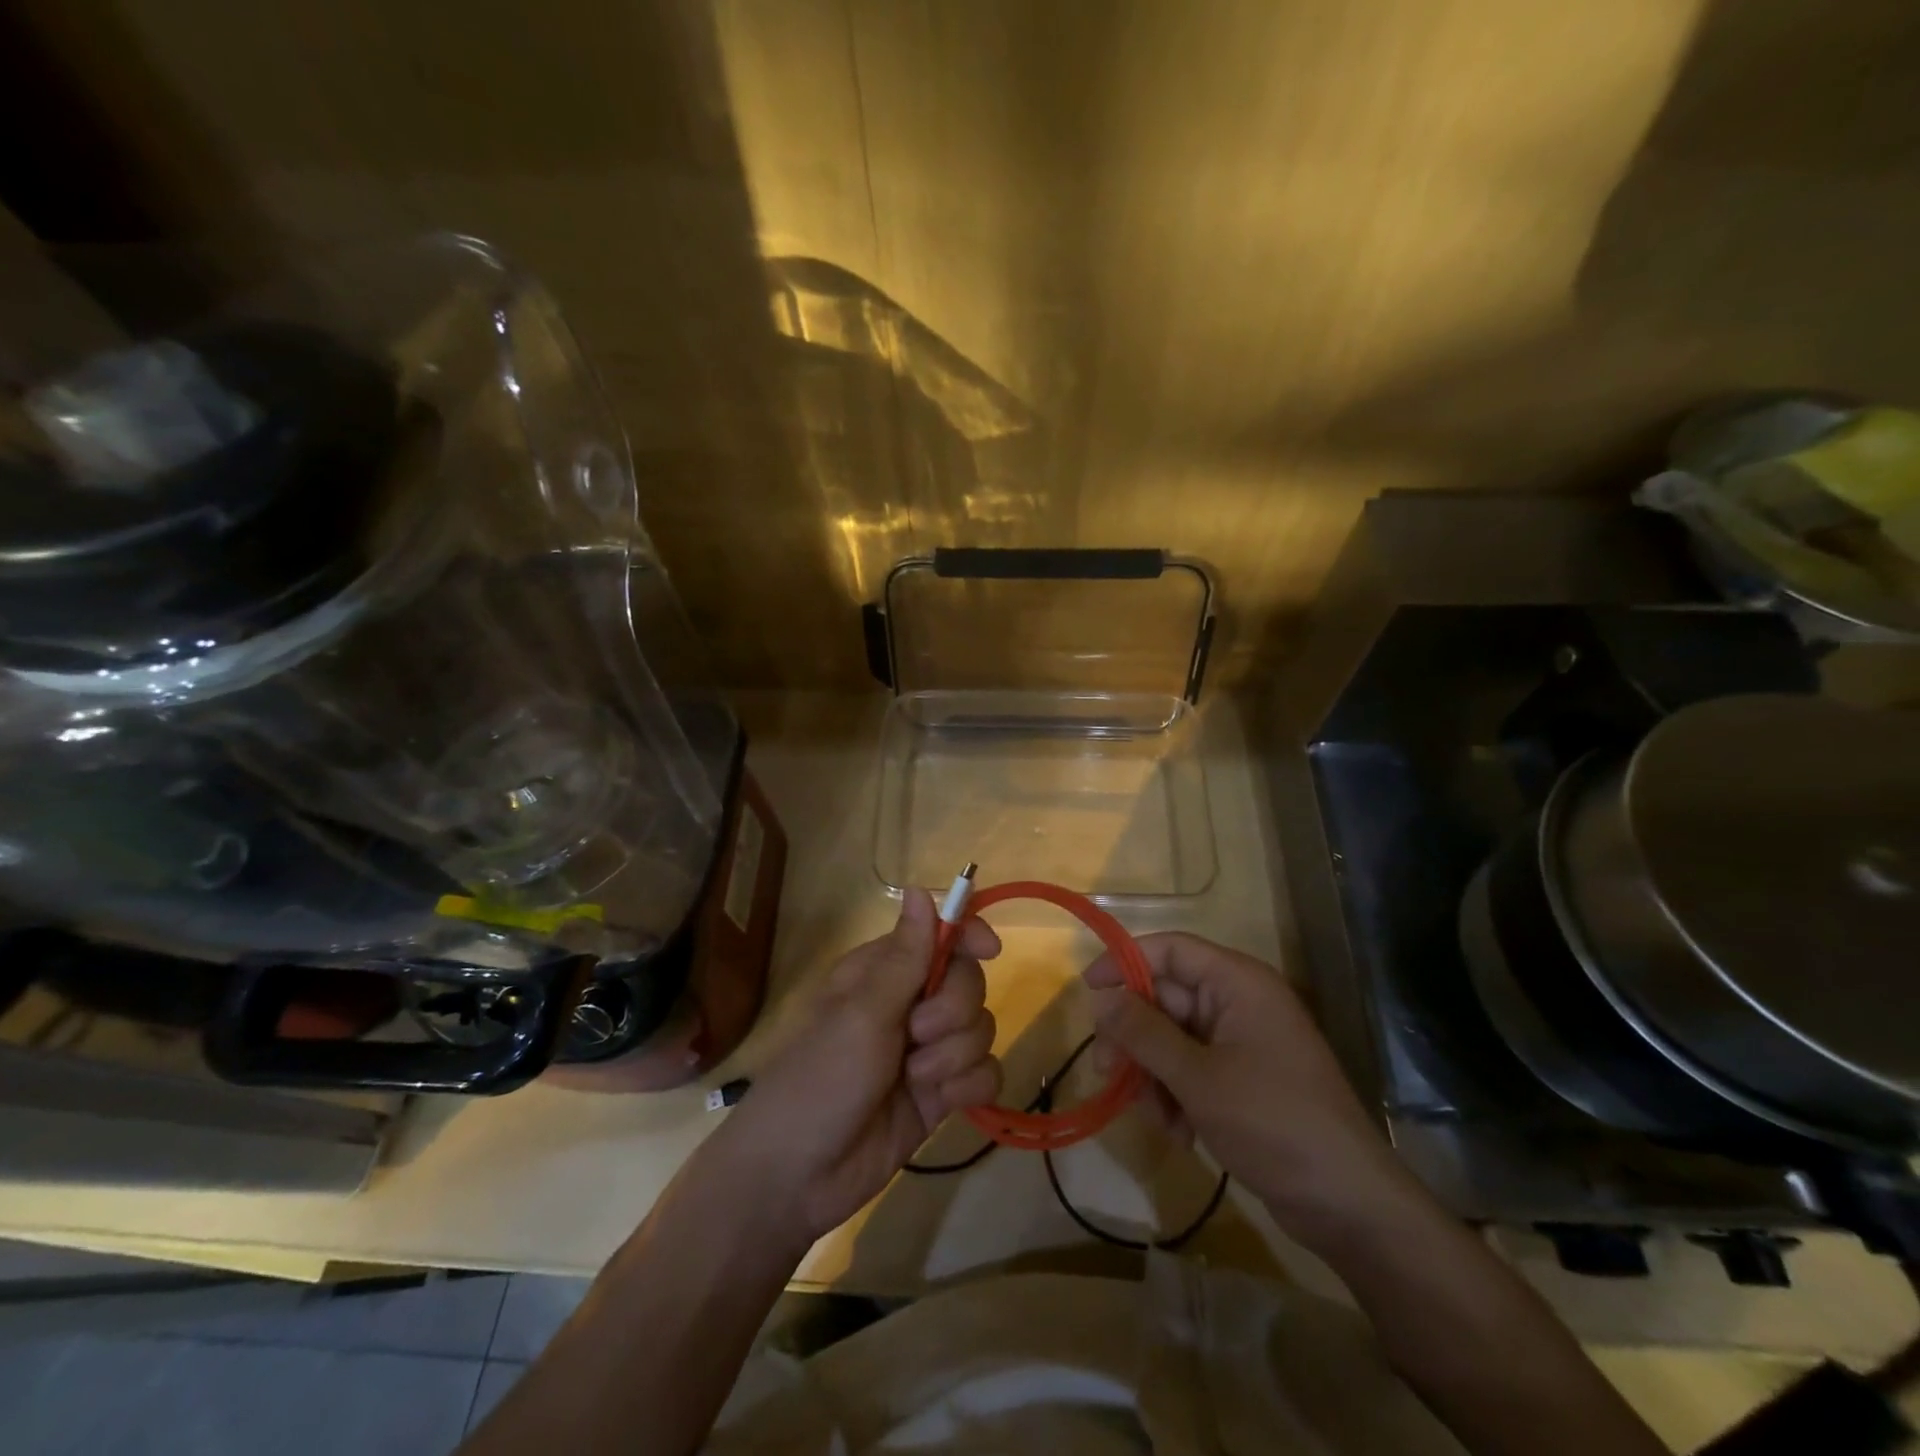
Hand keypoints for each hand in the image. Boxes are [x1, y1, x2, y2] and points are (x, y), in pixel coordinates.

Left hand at [713, 890, 1002, 1239]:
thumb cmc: (819, 1079)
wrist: (797, 1177)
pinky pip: (984, 1072)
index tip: (989, 950)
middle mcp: (908, 1004)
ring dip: (955, 1054)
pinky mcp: (940, 1093)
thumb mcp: (862, 1013)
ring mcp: (926, 1050)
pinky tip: (942, 1102)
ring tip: (915, 1078)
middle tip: (916, 1035)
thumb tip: (922, 888)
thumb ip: (905, 956)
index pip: (939, 935)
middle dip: (953, 1010)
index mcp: (882, 972)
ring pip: (980, 1028)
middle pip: (968, 982)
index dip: (968, 935)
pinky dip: (969, 1085)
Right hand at [1085, 933, 1421, 1249]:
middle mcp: (1239, 1002)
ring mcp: (1242, 1042)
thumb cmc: (1273, 1122)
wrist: (1349, 1204)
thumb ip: (1144, 1033)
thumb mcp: (1197, 1077)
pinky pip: (1191, 1069)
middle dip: (1134, 1036)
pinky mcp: (1243, 1079)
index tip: (1088, 991)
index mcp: (1237, 983)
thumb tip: (1101, 997)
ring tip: (1153, 1116)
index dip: (1125, 962)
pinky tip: (1178, 1133)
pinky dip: (1176, 1095)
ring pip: (1172, 1038)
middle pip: (1166, 997)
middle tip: (1106, 1071)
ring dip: (1153, 1074)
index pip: (1170, 950)